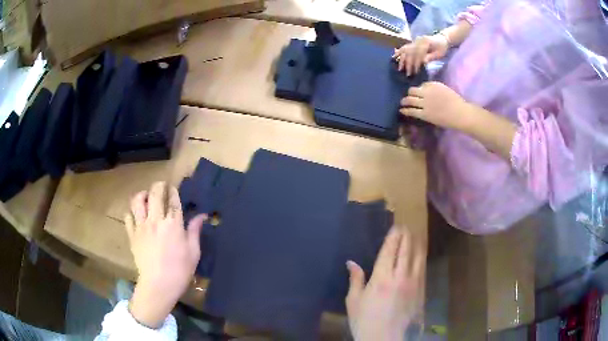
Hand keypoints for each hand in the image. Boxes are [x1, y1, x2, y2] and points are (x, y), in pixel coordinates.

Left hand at [125, 181, 205, 327]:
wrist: (158, 284)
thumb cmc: (180, 270)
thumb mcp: (193, 252)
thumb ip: (195, 231)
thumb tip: (202, 215)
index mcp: (173, 224)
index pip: (173, 200)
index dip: (173, 191)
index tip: (173, 188)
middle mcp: (156, 220)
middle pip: (155, 194)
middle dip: (159, 185)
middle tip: (161, 186)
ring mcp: (141, 227)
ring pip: (137, 201)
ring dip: (142, 194)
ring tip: (145, 196)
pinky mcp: (132, 235)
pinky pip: (128, 216)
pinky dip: (131, 212)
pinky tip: (136, 215)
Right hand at [346, 227, 423, 340]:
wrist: (388, 340)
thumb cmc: (366, 322)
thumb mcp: (354, 303)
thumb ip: (355, 280)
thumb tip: (351, 262)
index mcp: (381, 278)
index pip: (390, 250)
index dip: (394, 236)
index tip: (396, 226)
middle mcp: (401, 276)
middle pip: (406, 249)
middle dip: (406, 235)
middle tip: (405, 226)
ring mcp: (414, 283)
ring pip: (418, 256)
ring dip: (417, 243)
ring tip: (415, 235)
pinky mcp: (422, 290)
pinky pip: (423, 268)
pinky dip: (421, 257)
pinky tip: (420, 255)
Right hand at [393, 34, 448, 75]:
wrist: (442, 39)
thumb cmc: (442, 47)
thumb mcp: (439, 53)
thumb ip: (431, 57)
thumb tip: (423, 62)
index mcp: (425, 42)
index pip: (418, 53)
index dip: (416, 63)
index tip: (415, 72)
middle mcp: (418, 41)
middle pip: (410, 52)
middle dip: (408, 63)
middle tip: (407, 73)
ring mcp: (414, 41)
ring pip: (405, 50)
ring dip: (402, 59)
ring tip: (399, 68)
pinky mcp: (413, 42)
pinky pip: (404, 47)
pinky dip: (399, 52)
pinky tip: (394, 57)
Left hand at [400, 81, 471, 130]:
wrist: (461, 114)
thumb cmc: (457, 103)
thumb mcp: (445, 90)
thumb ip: (435, 89)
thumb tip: (426, 92)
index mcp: (433, 84)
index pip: (422, 85)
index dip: (420, 89)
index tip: (419, 93)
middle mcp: (427, 92)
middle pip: (412, 90)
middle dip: (409, 93)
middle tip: (408, 97)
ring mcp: (425, 103)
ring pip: (410, 99)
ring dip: (404, 101)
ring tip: (402, 103)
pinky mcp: (425, 114)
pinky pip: (412, 111)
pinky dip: (405, 110)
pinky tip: (401, 110)